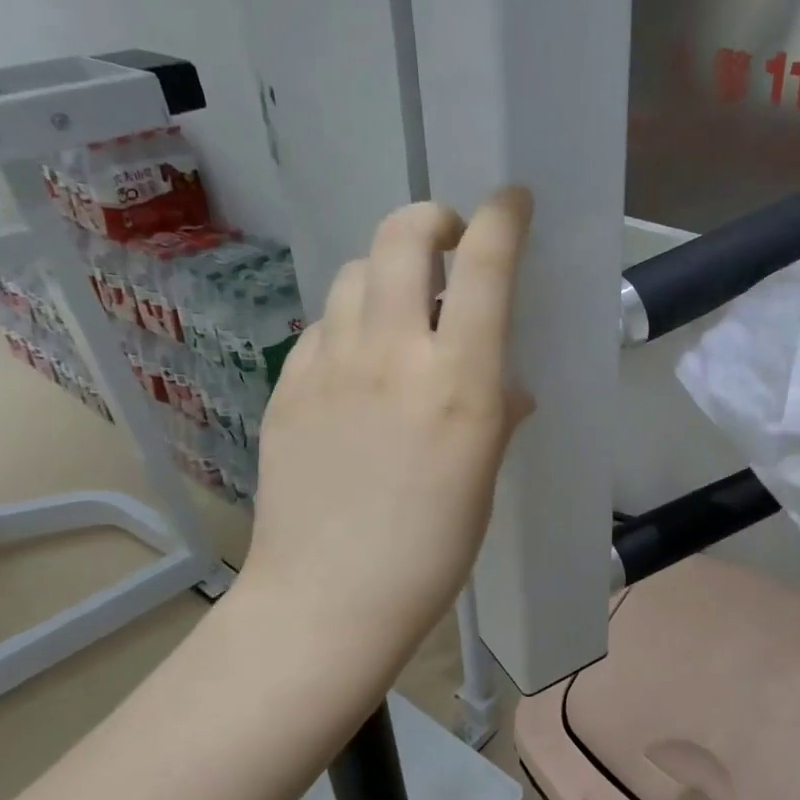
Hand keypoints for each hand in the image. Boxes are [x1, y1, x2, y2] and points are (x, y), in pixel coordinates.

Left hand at [237, 188, 534, 697]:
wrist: (327, 598)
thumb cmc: (430, 550)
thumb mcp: (482, 477)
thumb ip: (495, 413)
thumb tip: (505, 386)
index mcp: (457, 379)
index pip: (484, 266)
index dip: (503, 218)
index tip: (513, 201)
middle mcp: (390, 353)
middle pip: (401, 237)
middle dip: (431, 221)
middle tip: (447, 245)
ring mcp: (328, 365)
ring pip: (353, 274)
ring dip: (384, 273)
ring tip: (400, 310)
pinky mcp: (286, 387)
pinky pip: (322, 327)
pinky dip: (349, 324)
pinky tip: (356, 366)